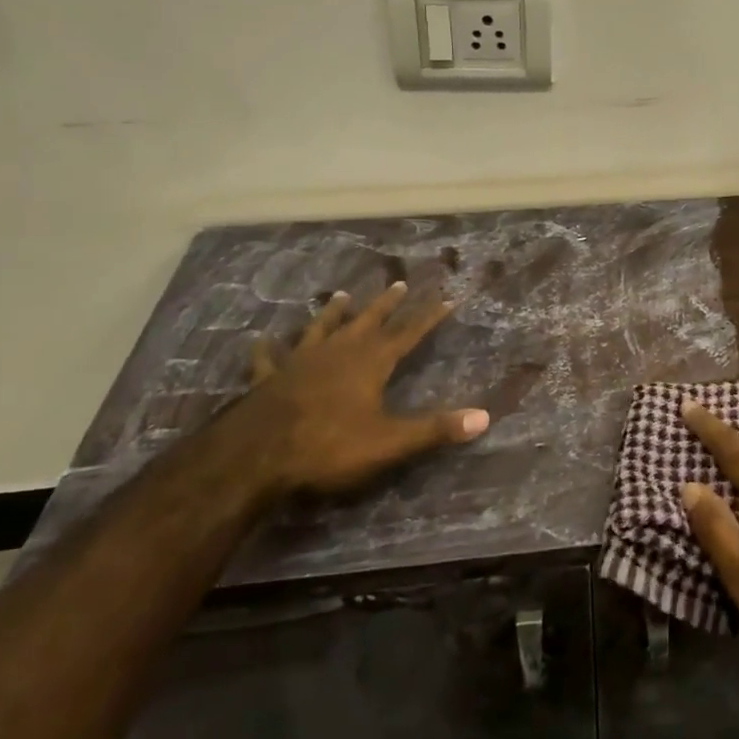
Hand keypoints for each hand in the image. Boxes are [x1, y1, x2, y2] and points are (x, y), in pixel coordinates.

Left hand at [228, 281, 489, 496]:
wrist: (254, 456)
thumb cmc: (328, 446)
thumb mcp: (390, 442)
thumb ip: (435, 429)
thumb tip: (484, 418)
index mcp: (370, 362)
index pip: (407, 333)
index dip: (428, 317)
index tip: (447, 298)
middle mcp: (338, 352)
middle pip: (367, 321)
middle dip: (386, 304)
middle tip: (398, 283)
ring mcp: (300, 362)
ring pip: (321, 329)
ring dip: (333, 313)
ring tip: (341, 295)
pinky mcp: (269, 380)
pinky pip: (269, 359)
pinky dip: (268, 350)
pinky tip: (262, 341)